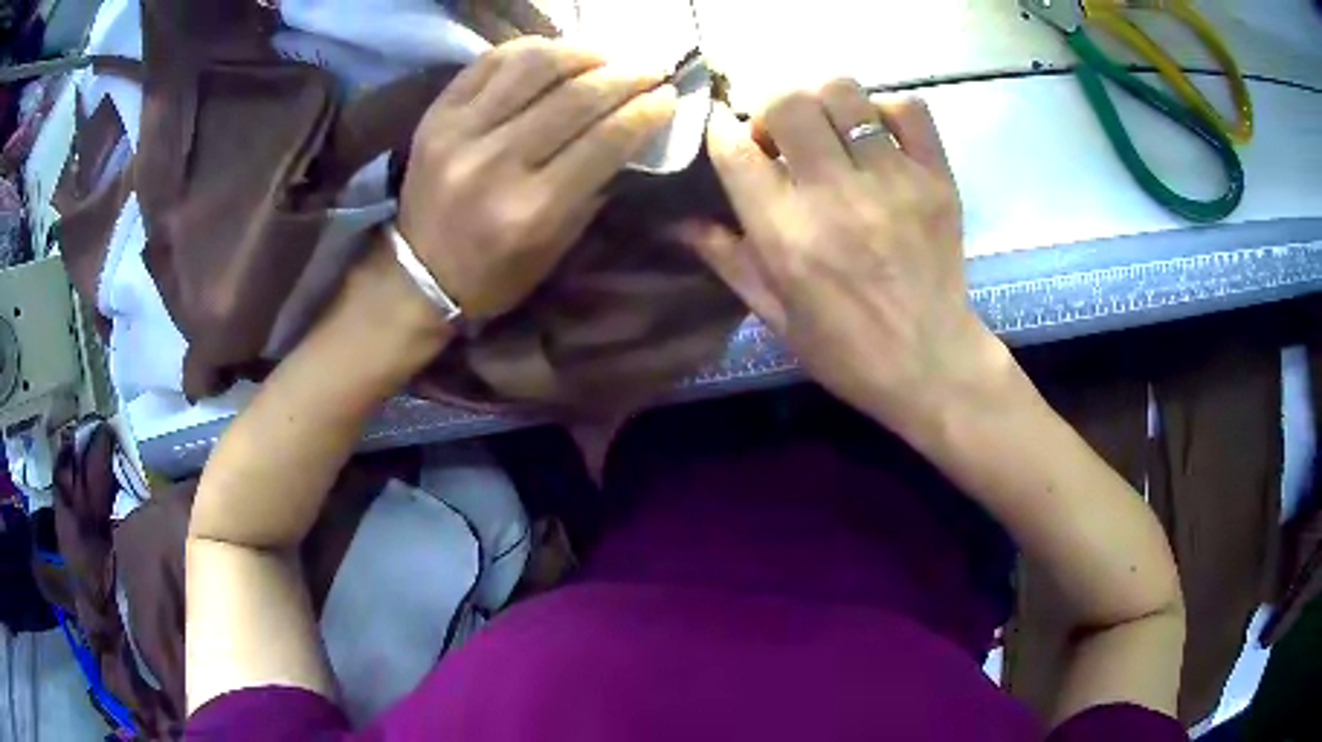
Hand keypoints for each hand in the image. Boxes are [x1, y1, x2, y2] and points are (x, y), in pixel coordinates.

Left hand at [397, 37, 676, 321]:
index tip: (670, 95)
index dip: (646, 110)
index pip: (605, 140)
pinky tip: (555, 53)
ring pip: (534, 66)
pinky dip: (530, 49)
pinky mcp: (436, 114)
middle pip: (576, 97)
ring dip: (582, 52)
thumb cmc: (495, 273)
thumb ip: (594, 187)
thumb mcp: (557, 247)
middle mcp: (495, 164)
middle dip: (627, 76)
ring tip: (606, 55)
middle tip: (652, 68)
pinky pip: (490, 62)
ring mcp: (459, 132)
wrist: (417, 275)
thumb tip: (632, 128)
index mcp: (531, 210)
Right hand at [689, 79, 1003, 429]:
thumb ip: (726, 258)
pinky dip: (886, 108)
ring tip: (828, 129)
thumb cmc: (845, 350)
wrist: (931, 364)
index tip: (731, 137)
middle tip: (782, 134)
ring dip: (823, 101)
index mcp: (785, 233)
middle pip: (787, 101)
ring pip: (844, 92)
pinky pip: (908, 108)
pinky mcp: (936, 178)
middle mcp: (835, 195)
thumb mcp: (773, 314)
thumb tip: (678, 219)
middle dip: (771, 107)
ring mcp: (892, 181)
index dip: (723, 130)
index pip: (734, 146)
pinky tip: (877, 133)